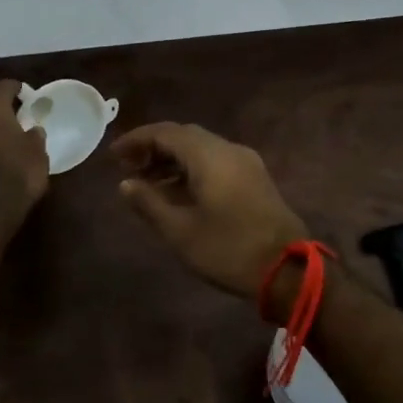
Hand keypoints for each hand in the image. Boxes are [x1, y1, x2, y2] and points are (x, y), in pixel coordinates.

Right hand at [113, 123, 307, 298]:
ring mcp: (245, 162)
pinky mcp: (255, 178)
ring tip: (147, 184)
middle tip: (128, 168)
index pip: (165, 132)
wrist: (289, 270)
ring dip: (172, 160)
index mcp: (209, 155)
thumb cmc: (228, 249)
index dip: (136, 140)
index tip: (113, 155)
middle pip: (184, 136)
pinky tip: (178, 193)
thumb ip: (149, 203)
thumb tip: (125, 184)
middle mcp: (228, 149)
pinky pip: (216, 162)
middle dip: (153, 148)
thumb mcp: (180, 231)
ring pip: (201, 149)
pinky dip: (192, 170)